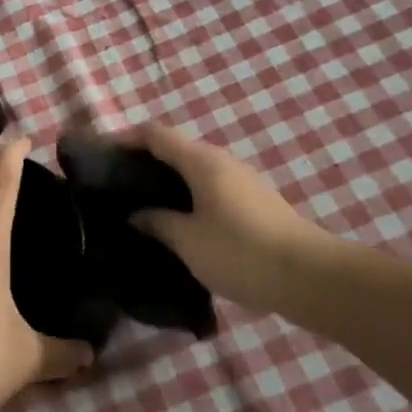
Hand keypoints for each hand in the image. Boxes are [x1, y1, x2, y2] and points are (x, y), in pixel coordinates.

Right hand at [122, 123, 338, 315]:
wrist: (309, 277)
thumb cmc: (240, 252)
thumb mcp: (188, 241)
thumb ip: (157, 223)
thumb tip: (136, 215)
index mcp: (201, 161)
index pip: (155, 134)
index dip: (126, 137)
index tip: (101, 152)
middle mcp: (222, 161)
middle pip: (176, 149)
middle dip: (145, 162)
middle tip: (118, 186)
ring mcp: (242, 181)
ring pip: (195, 171)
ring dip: (168, 182)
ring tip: (144, 207)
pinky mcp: (255, 202)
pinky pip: (211, 188)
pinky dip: (188, 196)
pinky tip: (179, 223)